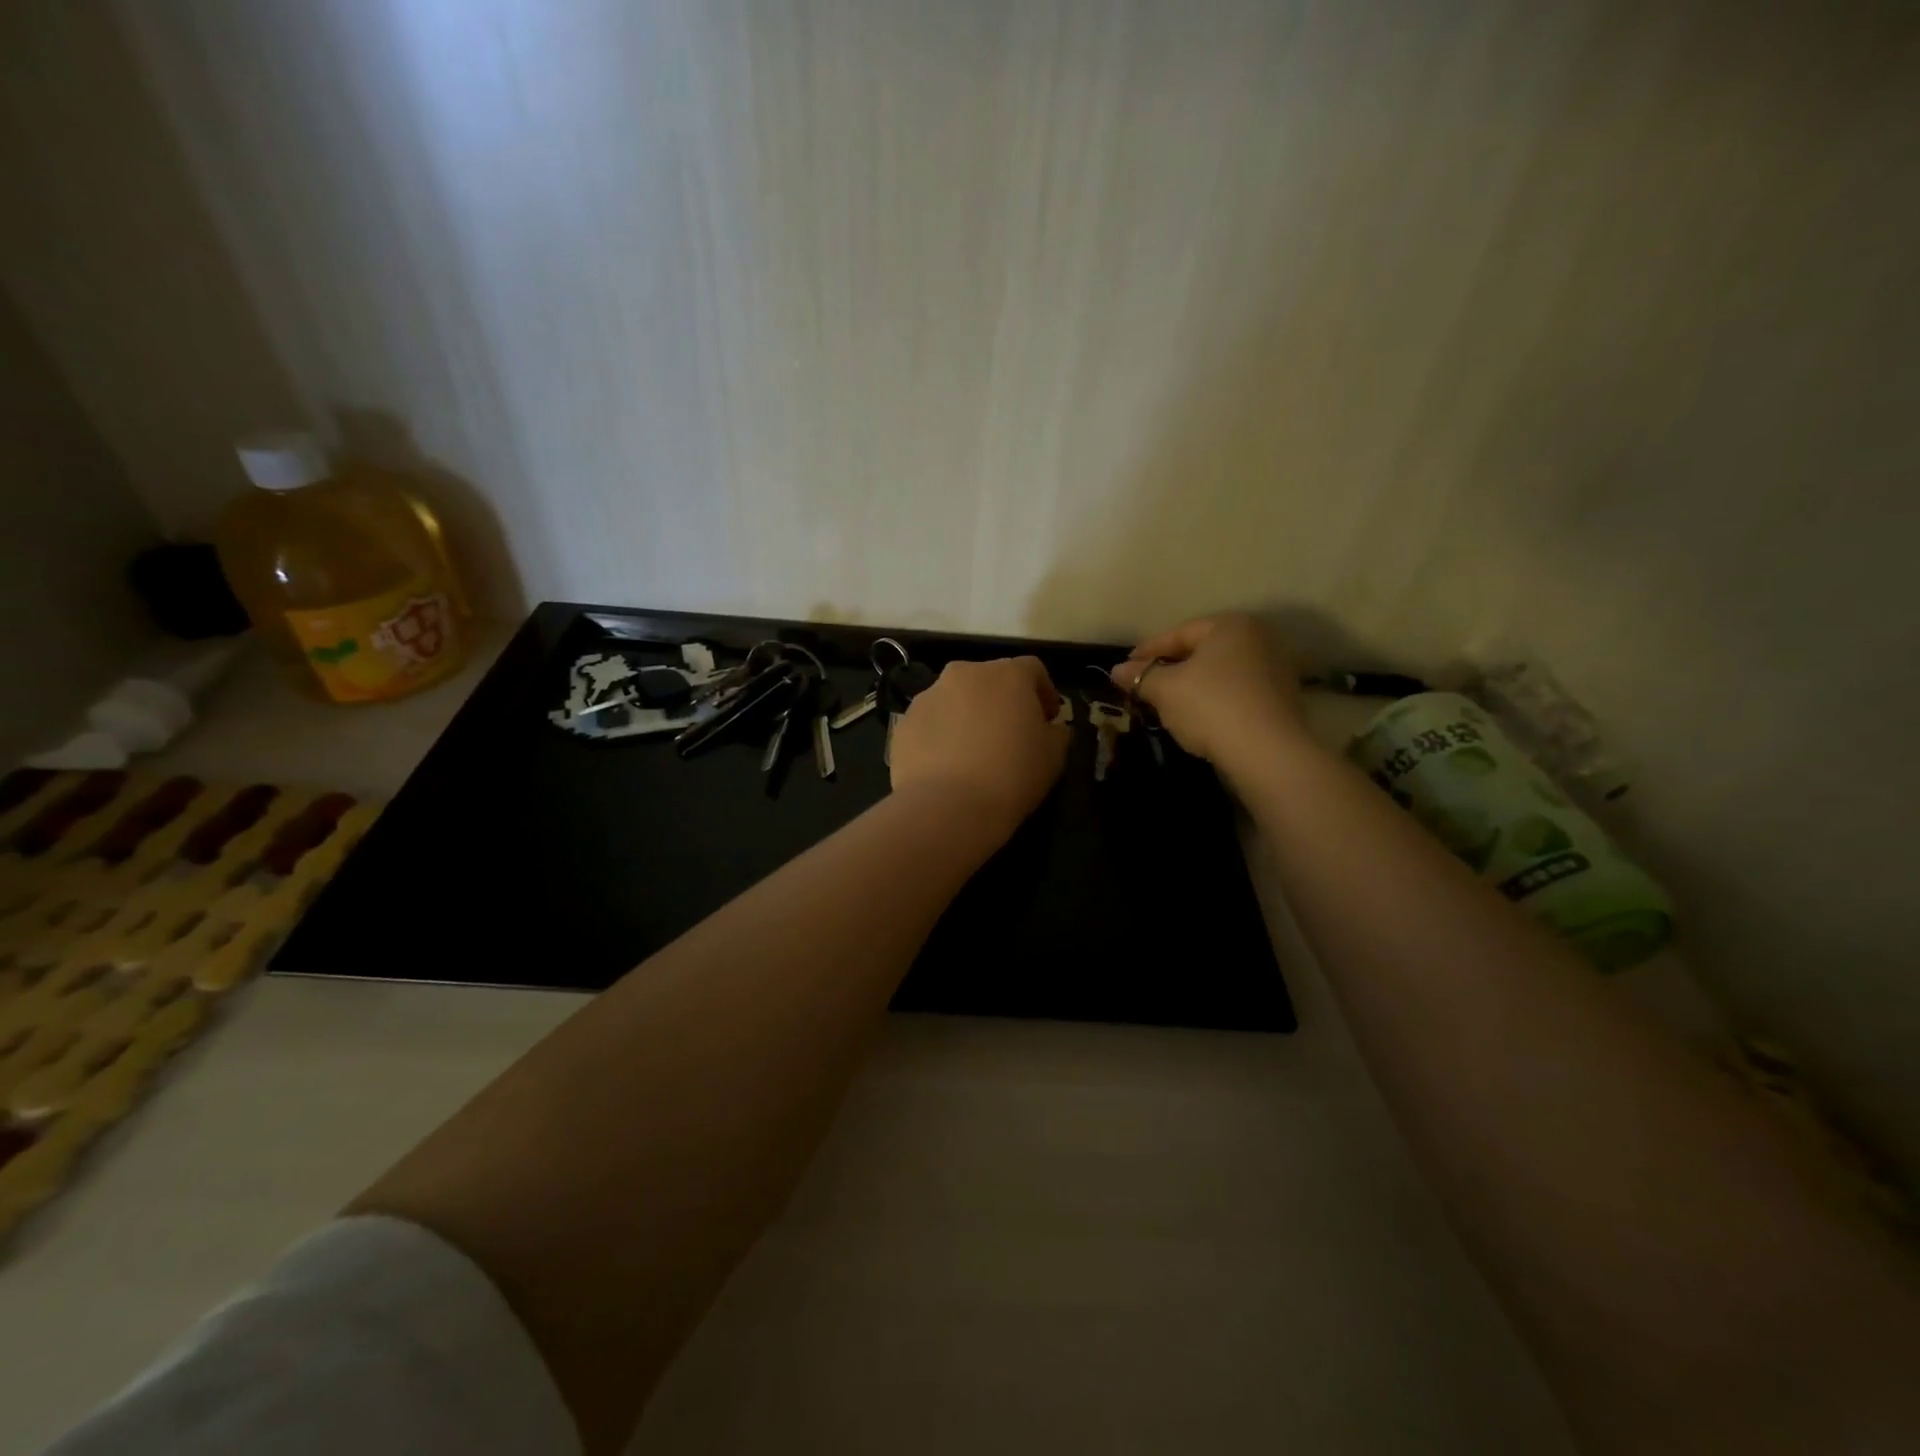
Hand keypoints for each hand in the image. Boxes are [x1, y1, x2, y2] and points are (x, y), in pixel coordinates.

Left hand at [890, 657, 1069, 829]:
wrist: (947, 807)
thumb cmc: (1011, 776)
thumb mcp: (1054, 757)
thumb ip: (1057, 733)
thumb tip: (1051, 728)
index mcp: (1006, 675)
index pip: (1032, 669)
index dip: (1043, 692)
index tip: (1047, 718)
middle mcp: (964, 674)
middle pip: (989, 679)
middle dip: (1002, 700)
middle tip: (1009, 733)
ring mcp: (928, 696)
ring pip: (955, 698)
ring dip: (967, 715)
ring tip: (973, 751)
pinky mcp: (904, 722)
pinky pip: (930, 722)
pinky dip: (940, 735)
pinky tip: (946, 765)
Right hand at [1109, 615, 1304, 768]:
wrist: (1267, 752)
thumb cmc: (1211, 706)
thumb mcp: (1165, 689)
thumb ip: (1140, 676)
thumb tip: (1117, 670)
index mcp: (1230, 625)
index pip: (1179, 633)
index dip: (1147, 651)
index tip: (1125, 667)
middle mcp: (1258, 638)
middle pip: (1202, 651)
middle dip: (1171, 667)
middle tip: (1144, 685)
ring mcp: (1275, 668)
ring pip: (1220, 673)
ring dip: (1192, 685)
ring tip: (1167, 704)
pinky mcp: (1282, 699)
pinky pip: (1237, 692)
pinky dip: (1214, 699)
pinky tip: (1197, 717)